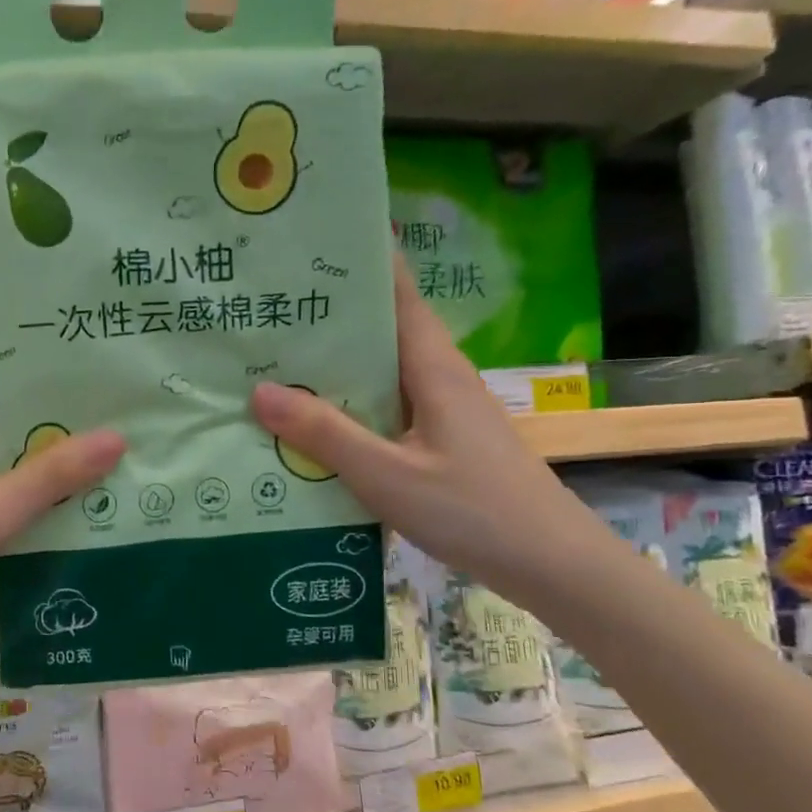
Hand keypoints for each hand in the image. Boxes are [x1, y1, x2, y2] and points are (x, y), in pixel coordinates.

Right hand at [250, 255, 605, 605]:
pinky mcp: (442, 440)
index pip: (395, 291)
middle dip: (329, 316)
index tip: (306, 246)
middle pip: (381, 329)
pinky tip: (316, 424)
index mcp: (432, 366)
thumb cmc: (472, 509)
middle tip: (267, 307)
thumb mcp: (386, 474)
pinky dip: (351, 405)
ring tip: (275, 360)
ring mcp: (443, 410)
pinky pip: (387, 407)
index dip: (358, 262)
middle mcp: (439, 377)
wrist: (551, 564)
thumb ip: (324, 433)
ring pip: (382, 372)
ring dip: (337, 365)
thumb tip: (259, 391)